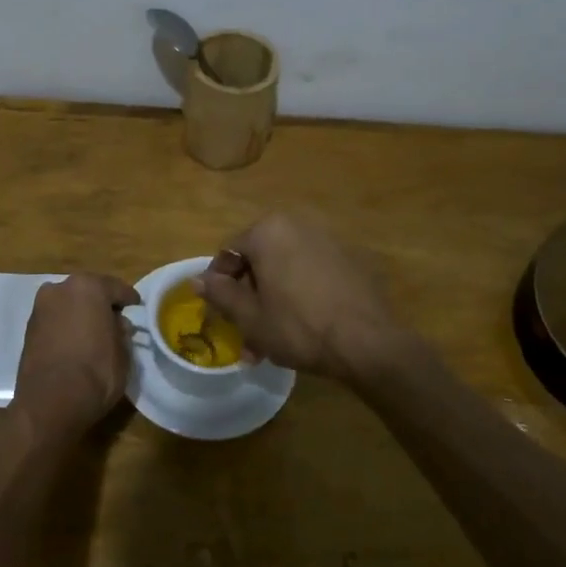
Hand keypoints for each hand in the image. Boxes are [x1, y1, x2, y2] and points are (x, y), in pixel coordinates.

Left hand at [14, 274, 140, 434]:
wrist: (49, 404)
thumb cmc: (95, 373)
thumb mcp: (123, 353)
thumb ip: (121, 332)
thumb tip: (118, 325)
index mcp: (88, 287)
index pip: (115, 288)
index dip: (128, 298)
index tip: (136, 306)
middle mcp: (61, 289)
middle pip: (88, 291)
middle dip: (101, 303)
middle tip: (114, 319)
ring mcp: (41, 308)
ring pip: (68, 304)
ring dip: (80, 313)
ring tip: (93, 332)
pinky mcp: (28, 329)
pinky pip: (55, 320)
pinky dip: (65, 326)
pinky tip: (74, 341)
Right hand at [196, 213, 422, 386]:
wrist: (368, 342)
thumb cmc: (299, 327)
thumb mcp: (251, 317)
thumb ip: (221, 294)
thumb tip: (197, 280)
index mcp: (268, 230)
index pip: (229, 253)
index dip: (220, 285)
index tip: (221, 314)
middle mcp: (297, 224)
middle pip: (259, 260)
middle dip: (249, 297)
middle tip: (246, 333)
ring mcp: (327, 239)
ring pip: (285, 269)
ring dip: (273, 300)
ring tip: (272, 341)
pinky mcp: (350, 258)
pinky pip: (311, 272)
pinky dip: (300, 294)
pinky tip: (304, 326)